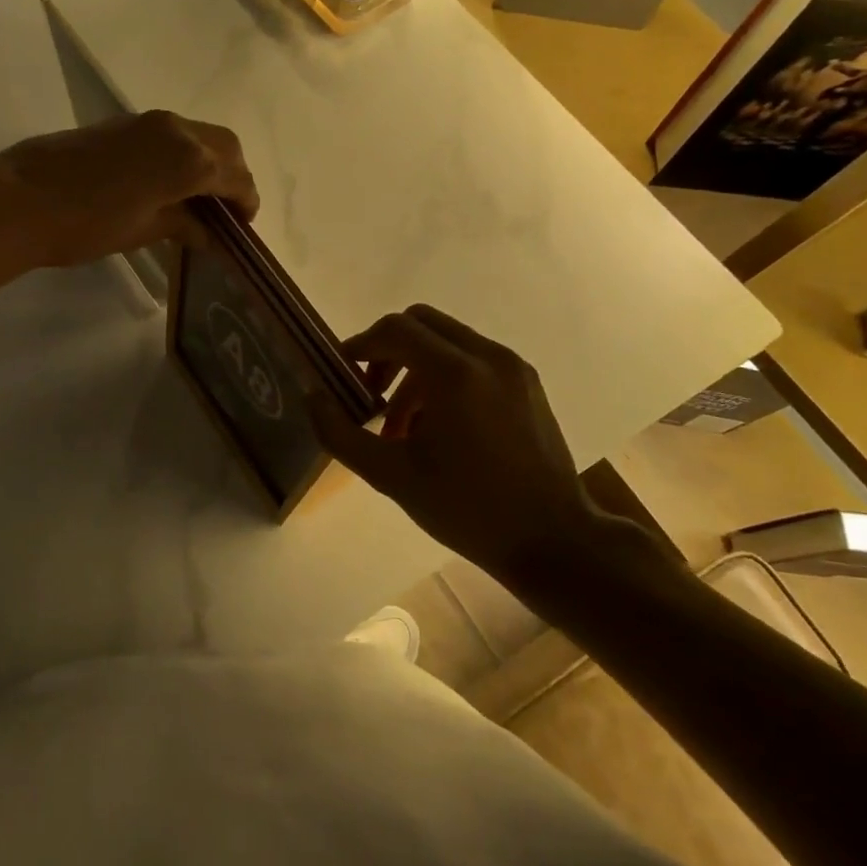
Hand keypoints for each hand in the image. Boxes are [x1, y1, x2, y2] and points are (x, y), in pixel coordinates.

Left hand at [0, 111, 259, 268]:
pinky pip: (171, 133)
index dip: (245, 201)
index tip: (242, 226)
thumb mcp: (142, 231)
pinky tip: (167, 183)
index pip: (235, 176)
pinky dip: (183, 154)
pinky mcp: (122, 123)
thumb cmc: (85, 224)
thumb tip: (206, 231)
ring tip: (198, 198)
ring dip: (208, 161)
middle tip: (226, 210)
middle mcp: (175, 130)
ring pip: (197, 134)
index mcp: (188, 159)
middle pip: (224, 145)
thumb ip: (182, 224)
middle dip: (233, 175)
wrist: (18, 199)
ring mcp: (146, 121)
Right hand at [309, 305, 663, 598]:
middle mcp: (487, 356)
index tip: (343, 373)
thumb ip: (341, 433)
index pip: (395, 329)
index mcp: (455, 373)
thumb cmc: (467, 509)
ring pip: (448, 341)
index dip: (361, 344)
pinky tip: (439, 426)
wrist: (553, 541)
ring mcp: (513, 368)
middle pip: (421, 323)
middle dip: (388, 349)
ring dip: (415, 367)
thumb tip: (312, 396)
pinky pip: (474, 359)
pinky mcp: (527, 384)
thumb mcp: (391, 476)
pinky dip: (445, 375)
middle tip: (370, 391)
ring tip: (401, 424)